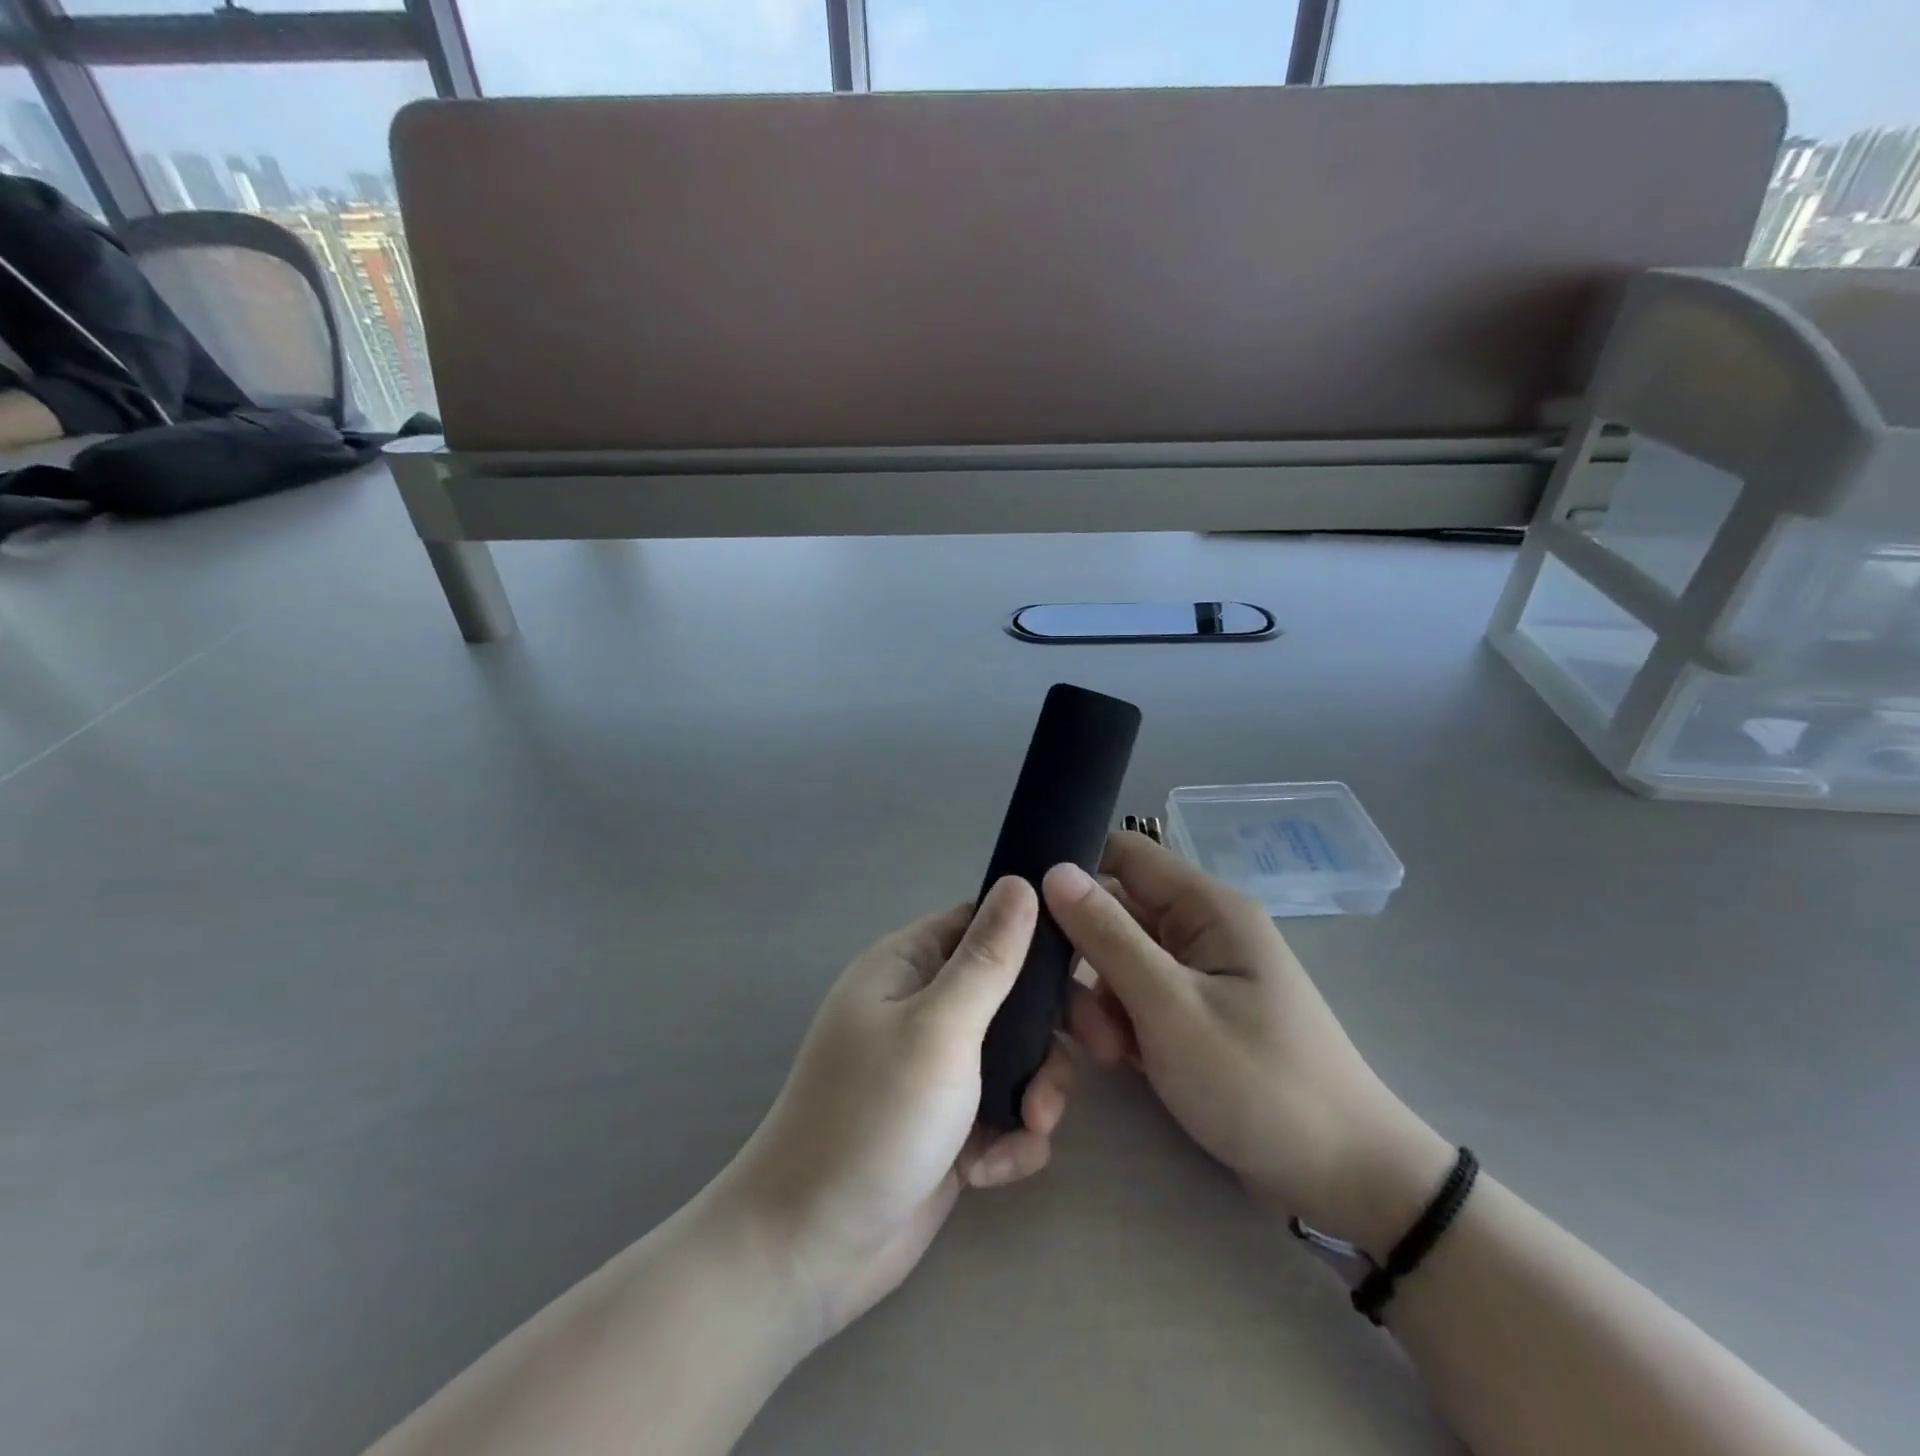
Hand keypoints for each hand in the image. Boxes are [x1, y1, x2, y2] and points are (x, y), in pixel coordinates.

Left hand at [717, 877, 1072, 1343]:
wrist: (811, 1250)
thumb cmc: (873, 1118)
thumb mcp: (939, 1028)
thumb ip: (987, 959)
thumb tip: (1022, 882)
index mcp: (908, 966)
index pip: (983, 922)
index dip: (1035, 934)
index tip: (1089, 959)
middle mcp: (923, 1008)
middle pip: (1011, 992)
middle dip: (1052, 1028)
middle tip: (1099, 1050)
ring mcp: (937, 1069)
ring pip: (1018, 1056)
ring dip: (1036, 1092)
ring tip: (1029, 1129)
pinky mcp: (951, 1125)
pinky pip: (1005, 1111)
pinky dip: (1009, 1139)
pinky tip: (986, 1172)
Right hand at [1045, 834, 1450, 1257]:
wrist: (1346, 1181)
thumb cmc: (1259, 1083)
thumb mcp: (1171, 1008)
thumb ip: (1108, 937)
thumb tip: (1054, 871)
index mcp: (1206, 907)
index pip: (1124, 854)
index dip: (1075, 873)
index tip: (1029, 915)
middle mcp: (1200, 929)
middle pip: (1116, 911)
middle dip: (1083, 955)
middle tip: (1067, 1009)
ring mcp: (1197, 975)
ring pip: (1119, 961)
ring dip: (1100, 999)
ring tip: (1107, 1052)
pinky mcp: (1193, 1015)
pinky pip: (1138, 998)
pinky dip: (1121, 1024)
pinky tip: (1120, 1062)